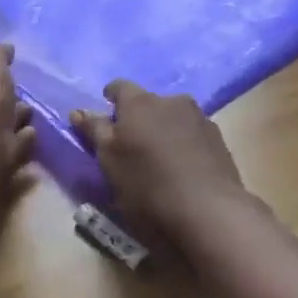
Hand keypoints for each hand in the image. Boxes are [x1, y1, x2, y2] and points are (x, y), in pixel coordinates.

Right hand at [72, 81, 246, 238]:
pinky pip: (192, 134)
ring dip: (163, 130)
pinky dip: (183, 144)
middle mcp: (172, 101)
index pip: (119, 87)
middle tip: (130, 146)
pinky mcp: (219, 140)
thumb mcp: (109, 160)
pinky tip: (181, 169)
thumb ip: (94, 131)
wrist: (208, 210)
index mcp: (140, 102)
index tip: (106, 118)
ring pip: (172, 118)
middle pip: (148, 103)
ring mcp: (200, 118)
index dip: (110, 99)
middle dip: (138, 118)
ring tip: (158, 160)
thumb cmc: (147, 184)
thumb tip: (79, 111)